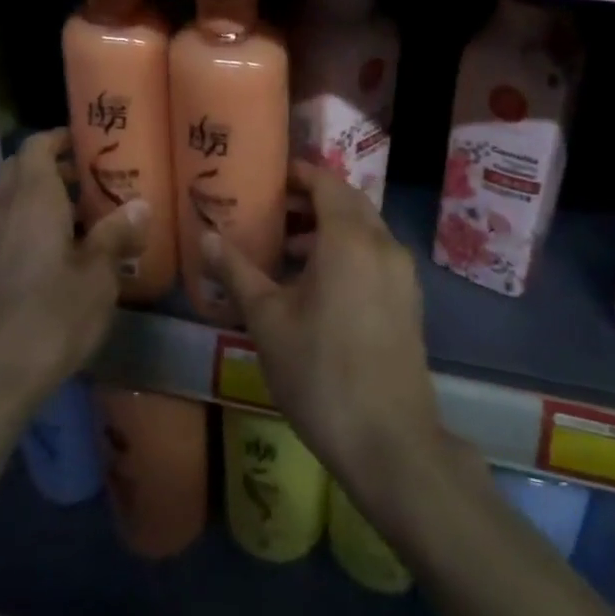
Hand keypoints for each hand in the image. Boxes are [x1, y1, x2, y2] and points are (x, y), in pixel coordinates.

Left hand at [0, 129, 148, 415]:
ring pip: (12, 199)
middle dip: (53, 166)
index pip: (37, 146)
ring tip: (84, 214)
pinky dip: (30, 223)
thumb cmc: (51, 316)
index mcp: (33, 197)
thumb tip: (141, 204)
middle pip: (21, 169)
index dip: (60, 137)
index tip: (90, 142)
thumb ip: (116, 235)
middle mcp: (5, 209)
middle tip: (91, 178)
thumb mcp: (98, 276)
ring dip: (42, 196)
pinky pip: (7, 227)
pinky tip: (60, 252)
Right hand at [203, 161, 442, 488]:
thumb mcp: (267, 320)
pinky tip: (317, 285)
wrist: (389, 441)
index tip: (268, 178)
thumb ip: (237, 271)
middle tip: (272, 211)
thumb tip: (205, 236)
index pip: (326, 182)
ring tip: (286, 250)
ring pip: (364, 230)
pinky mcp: (409, 301)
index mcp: (349, 238)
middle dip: (311, 200)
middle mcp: (383, 244)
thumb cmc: (319, 372)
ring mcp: (402, 273)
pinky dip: (347, 252)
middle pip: (348, 202)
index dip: (298, 174)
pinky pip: (376, 256)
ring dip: (328, 228)